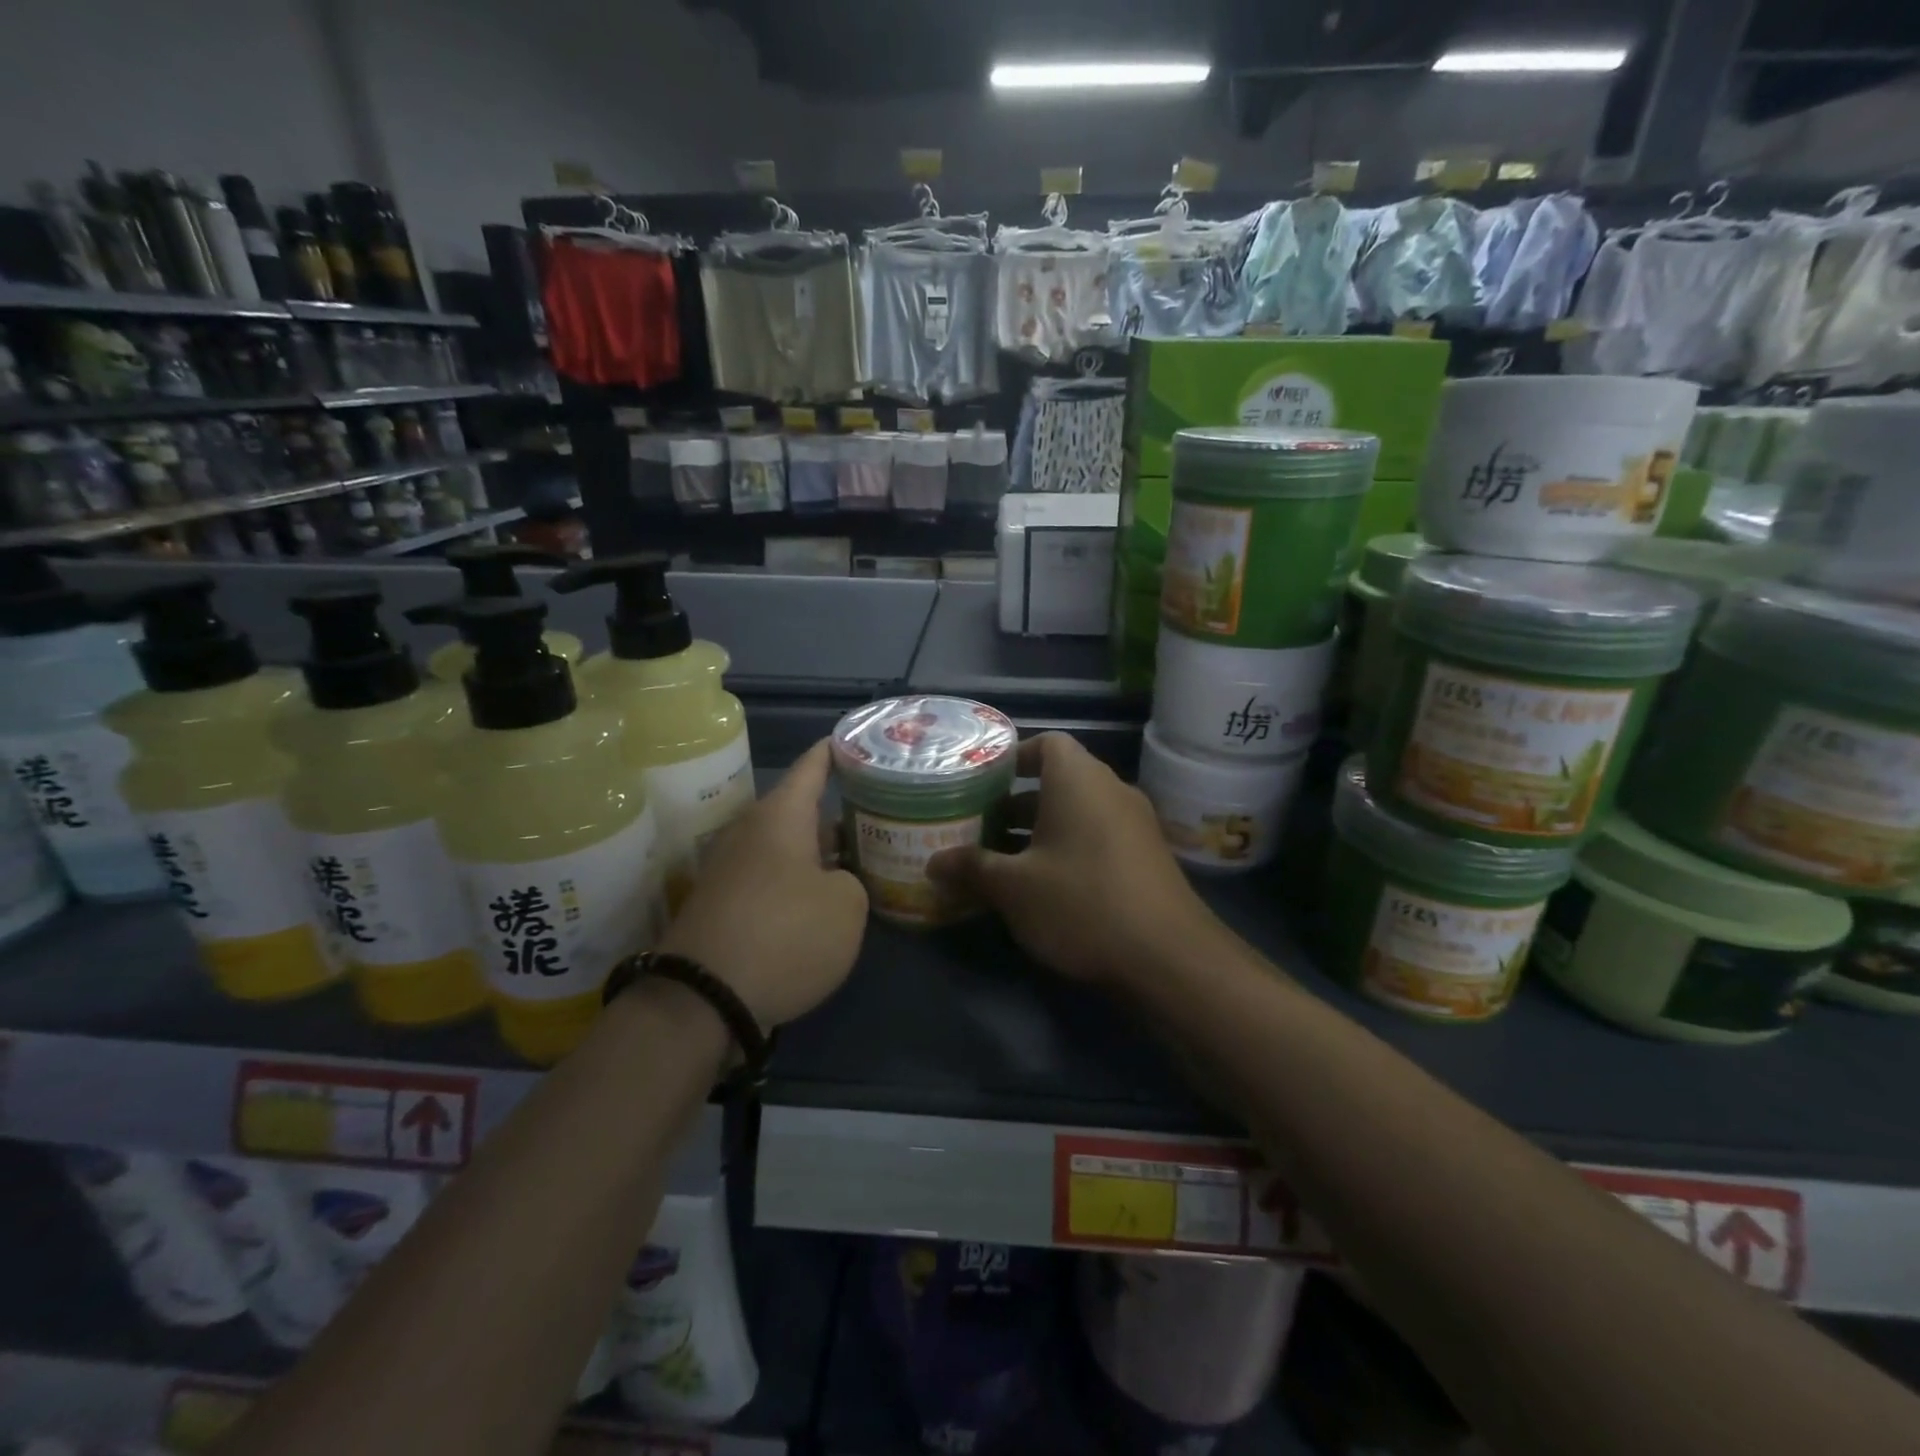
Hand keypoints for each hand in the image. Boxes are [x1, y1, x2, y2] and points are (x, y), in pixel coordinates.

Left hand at [659, 741, 867, 1025]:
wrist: (702, 999)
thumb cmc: (784, 936)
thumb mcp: (846, 907)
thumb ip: (852, 882)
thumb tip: (832, 882)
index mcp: (781, 816)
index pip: (812, 766)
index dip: (836, 751)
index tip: (856, 738)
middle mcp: (750, 832)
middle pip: (801, 810)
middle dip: (838, 813)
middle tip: (878, 815)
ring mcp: (731, 869)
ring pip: (786, 846)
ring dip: (819, 852)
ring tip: (859, 861)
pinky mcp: (723, 904)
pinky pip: (771, 878)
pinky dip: (798, 882)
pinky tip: (824, 902)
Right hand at [927, 732, 1217, 986]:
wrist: (1169, 957)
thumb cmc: (1082, 903)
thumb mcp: (1014, 888)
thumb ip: (971, 868)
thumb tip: (933, 863)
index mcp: (1078, 779)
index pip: (1047, 743)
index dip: (1013, 757)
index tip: (981, 782)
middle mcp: (1110, 790)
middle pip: (1058, 780)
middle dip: (1016, 802)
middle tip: (978, 825)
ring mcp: (1134, 824)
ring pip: (1077, 813)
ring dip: (1040, 830)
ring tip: (1000, 859)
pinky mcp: (1146, 857)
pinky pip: (1097, 837)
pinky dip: (1068, 849)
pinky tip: (1042, 887)